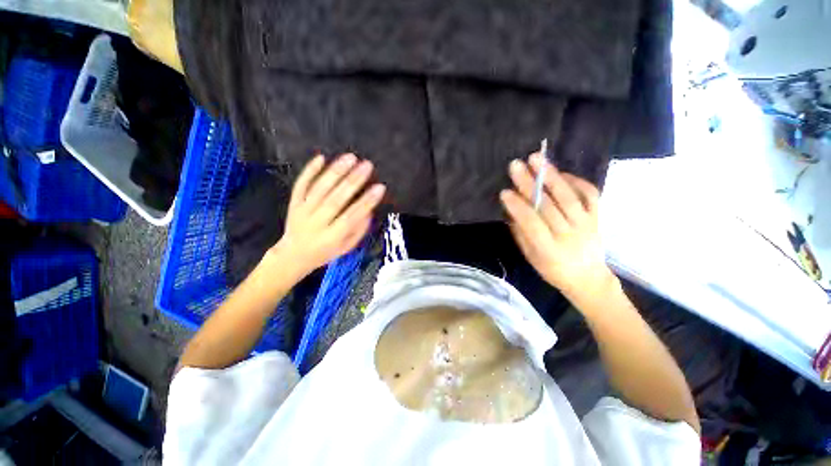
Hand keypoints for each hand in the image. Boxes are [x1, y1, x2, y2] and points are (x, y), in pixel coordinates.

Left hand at [271, 153, 385, 278]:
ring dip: (335, 172)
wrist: (293, 255)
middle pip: (335, 200)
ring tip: (351, 158)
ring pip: (319, 189)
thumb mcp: (347, 248)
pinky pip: (300, 185)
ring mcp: (302, 211)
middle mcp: (316, 223)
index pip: (352, 217)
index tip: (380, 187)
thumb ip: (359, 230)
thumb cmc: (325, 252)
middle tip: (367, 165)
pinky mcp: (293, 203)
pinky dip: (310, 171)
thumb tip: (369, 209)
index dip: (367, 202)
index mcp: (332, 237)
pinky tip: (321, 157)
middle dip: (353, 181)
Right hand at [500, 152, 613, 302]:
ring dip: (551, 176)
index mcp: (549, 249)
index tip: (505, 192)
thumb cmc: (553, 270)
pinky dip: (576, 180)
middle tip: (516, 165)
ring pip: (568, 196)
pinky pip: (589, 195)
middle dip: (530, 184)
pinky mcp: (597, 217)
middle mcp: (569, 235)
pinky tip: (560, 172)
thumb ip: (521, 234)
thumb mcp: (531, 257)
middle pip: (548, 205)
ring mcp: (586, 224)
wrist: (588, 278)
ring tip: (537, 159)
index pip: (532, 223)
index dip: (518, 207)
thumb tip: (511, 210)